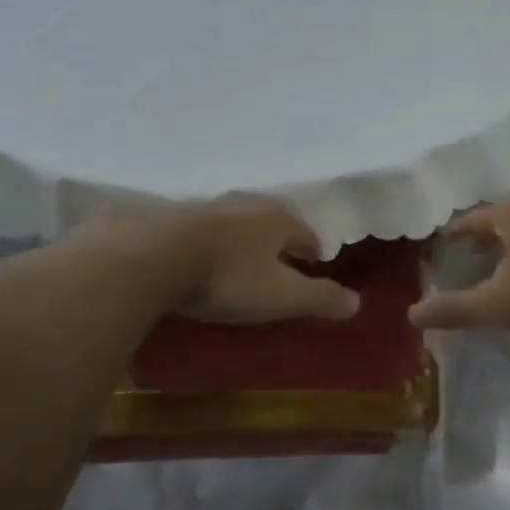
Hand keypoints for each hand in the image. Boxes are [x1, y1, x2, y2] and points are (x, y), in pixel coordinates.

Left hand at [155, 198, 360, 324]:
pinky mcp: (171, 220)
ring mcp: (205, 210)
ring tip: (244, 262)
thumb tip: (358, 302)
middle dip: (279, 242)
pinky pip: (202, 232)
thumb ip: (320, 298)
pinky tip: (202, 259)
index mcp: (276, 220)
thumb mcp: (282, 296)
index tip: (315, 265)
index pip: (305, 233)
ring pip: (236, 225)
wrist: (151, 258)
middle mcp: (244, 207)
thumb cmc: (228, 277)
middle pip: (271, 224)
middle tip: (282, 264)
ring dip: (243, 242)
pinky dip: (210, 245)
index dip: (312, 250)